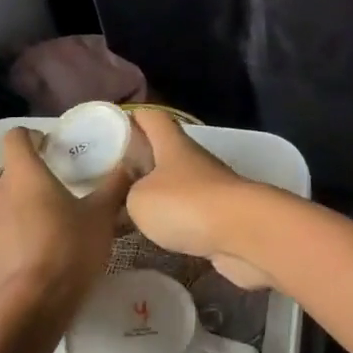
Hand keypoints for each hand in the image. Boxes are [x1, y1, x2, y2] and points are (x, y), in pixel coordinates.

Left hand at [0, 127, 130, 321]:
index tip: (46, 149)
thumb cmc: (69, 256)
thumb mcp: (101, 219)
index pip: (17, 140)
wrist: (29, 311)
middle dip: (14, 185)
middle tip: (38, 205)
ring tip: (2, 224)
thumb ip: (114, 186)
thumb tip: (130, 163)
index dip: (31, 139)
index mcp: (23, 176)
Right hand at [127, 109, 273, 288]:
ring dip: (156, 194)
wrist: (243, 233)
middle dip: (139, 161)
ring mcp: (210, 187)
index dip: (132, 117)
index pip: (151, 117)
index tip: (110, 126)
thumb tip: (133, 195)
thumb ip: (129, 193)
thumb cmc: (186, 204)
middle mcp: (192, 159)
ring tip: (125, 212)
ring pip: (175, 183)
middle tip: (109, 178)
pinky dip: (172, 221)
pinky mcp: (220, 215)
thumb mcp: (139, 199)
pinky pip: (188, 212)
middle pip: (163, 151)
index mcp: (172, 143)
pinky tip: (154, 236)